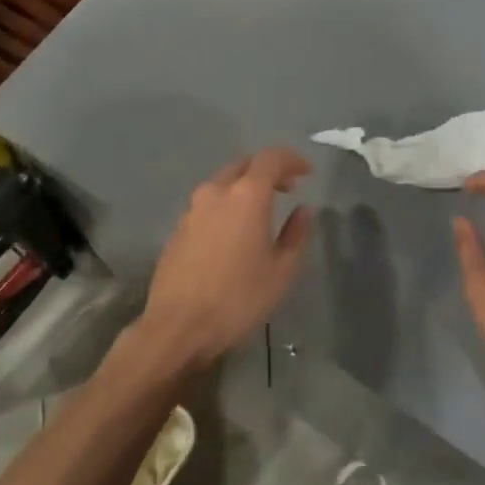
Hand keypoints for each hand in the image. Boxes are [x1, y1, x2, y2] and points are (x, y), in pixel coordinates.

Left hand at [135, 149, 313, 370]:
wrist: (178, 325)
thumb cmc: (238, 298)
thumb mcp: (281, 271)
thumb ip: (296, 234)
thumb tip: (302, 210)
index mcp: (246, 195)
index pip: (271, 158)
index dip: (292, 160)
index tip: (307, 172)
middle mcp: (216, 192)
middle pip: (244, 165)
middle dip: (268, 171)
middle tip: (288, 188)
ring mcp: (192, 208)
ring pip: (223, 183)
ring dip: (245, 187)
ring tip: (263, 210)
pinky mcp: (178, 227)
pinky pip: (208, 203)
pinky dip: (227, 204)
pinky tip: (235, 230)